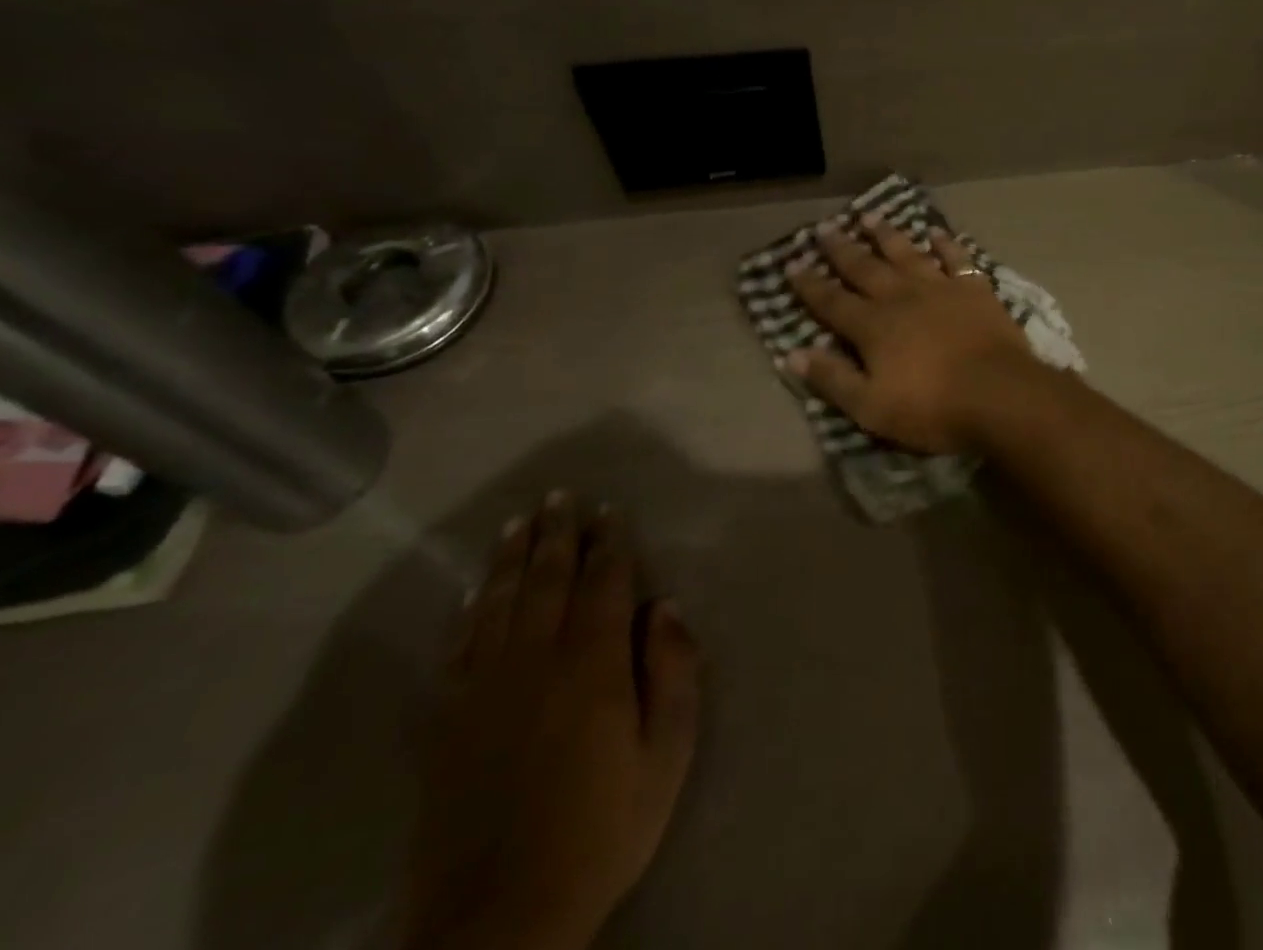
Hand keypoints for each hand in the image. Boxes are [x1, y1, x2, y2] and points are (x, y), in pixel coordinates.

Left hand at [404, 494, 699, 949]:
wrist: (500, 919)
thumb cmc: (602, 829)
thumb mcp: (667, 755)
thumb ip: (674, 672)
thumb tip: (664, 608)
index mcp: (592, 664)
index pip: (603, 582)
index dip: (609, 542)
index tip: (609, 511)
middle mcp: (535, 660)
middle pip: (547, 579)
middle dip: (557, 533)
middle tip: (560, 495)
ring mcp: (484, 688)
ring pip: (500, 602)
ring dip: (512, 557)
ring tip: (519, 521)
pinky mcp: (447, 721)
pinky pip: (460, 646)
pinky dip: (471, 609)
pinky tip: (479, 590)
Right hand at [784, 215, 1038, 453]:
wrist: (999, 394)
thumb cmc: (932, 408)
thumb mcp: (871, 407)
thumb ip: (833, 379)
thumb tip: (792, 354)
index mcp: (873, 326)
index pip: (831, 301)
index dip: (809, 284)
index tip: (792, 263)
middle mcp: (901, 297)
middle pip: (865, 268)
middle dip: (842, 249)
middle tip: (825, 228)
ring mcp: (940, 288)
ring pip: (906, 253)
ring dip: (886, 235)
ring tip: (870, 216)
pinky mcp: (974, 289)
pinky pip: (956, 258)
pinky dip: (945, 244)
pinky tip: (936, 232)